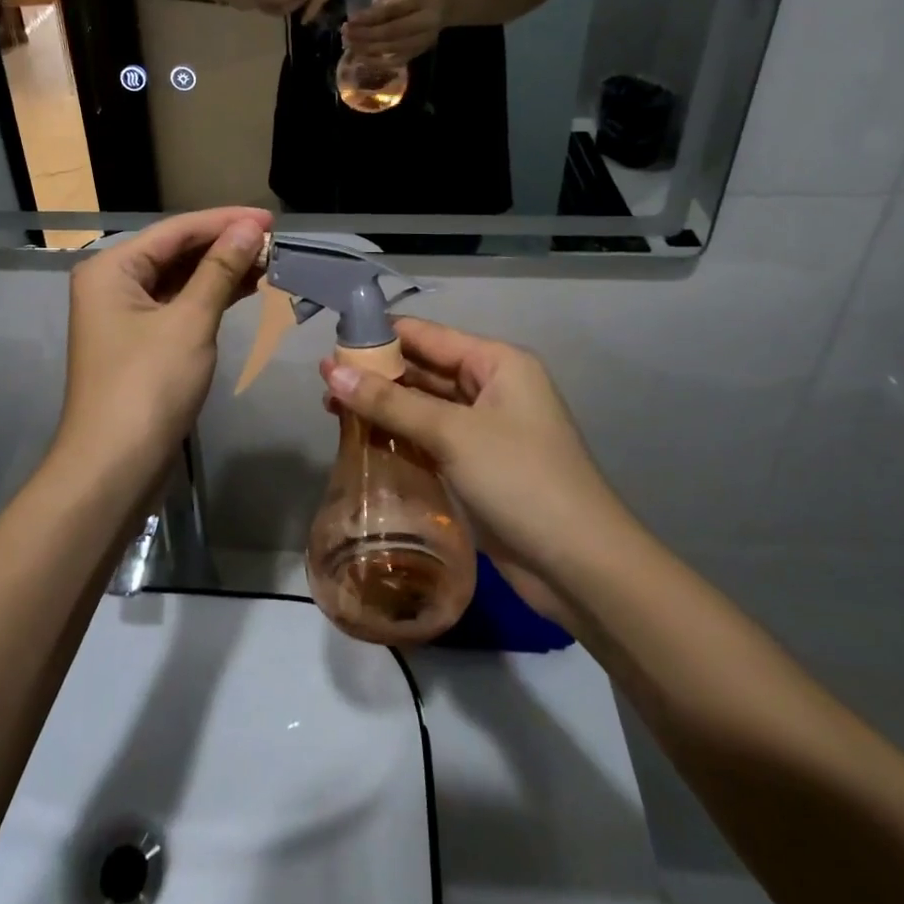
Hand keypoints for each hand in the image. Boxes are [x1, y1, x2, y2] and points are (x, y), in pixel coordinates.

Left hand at [55, 208, 271, 492]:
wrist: (114, 468)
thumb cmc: (148, 387)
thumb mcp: (190, 322)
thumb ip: (220, 270)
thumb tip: (251, 228)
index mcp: (112, 268)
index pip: (176, 231)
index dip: (225, 221)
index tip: (270, 218)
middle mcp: (113, 284)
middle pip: (176, 252)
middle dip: (224, 246)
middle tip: (275, 242)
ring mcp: (126, 315)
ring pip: (180, 280)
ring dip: (221, 272)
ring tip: (270, 263)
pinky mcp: (141, 342)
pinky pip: (179, 306)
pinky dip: (211, 298)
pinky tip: (246, 290)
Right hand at [319, 319, 622, 587]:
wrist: (580, 567)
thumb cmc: (521, 480)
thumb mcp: (452, 434)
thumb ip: (390, 402)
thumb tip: (329, 371)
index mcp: (496, 362)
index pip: (427, 335)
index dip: (380, 337)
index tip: (331, 344)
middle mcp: (491, 387)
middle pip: (424, 369)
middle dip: (377, 374)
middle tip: (323, 384)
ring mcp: (485, 428)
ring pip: (424, 406)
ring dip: (384, 408)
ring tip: (332, 411)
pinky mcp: (477, 465)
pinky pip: (430, 438)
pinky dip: (400, 437)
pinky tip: (362, 442)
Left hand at [343, 0, 447, 62]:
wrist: (450, 4)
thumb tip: (364, 9)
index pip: (391, 10)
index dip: (369, 17)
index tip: (350, 20)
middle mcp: (423, 21)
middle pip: (390, 32)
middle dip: (364, 35)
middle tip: (345, 34)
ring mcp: (423, 39)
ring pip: (392, 48)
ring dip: (367, 49)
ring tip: (349, 45)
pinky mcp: (420, 50)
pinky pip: (397, 60)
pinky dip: (378, 62)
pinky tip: (362, 58)